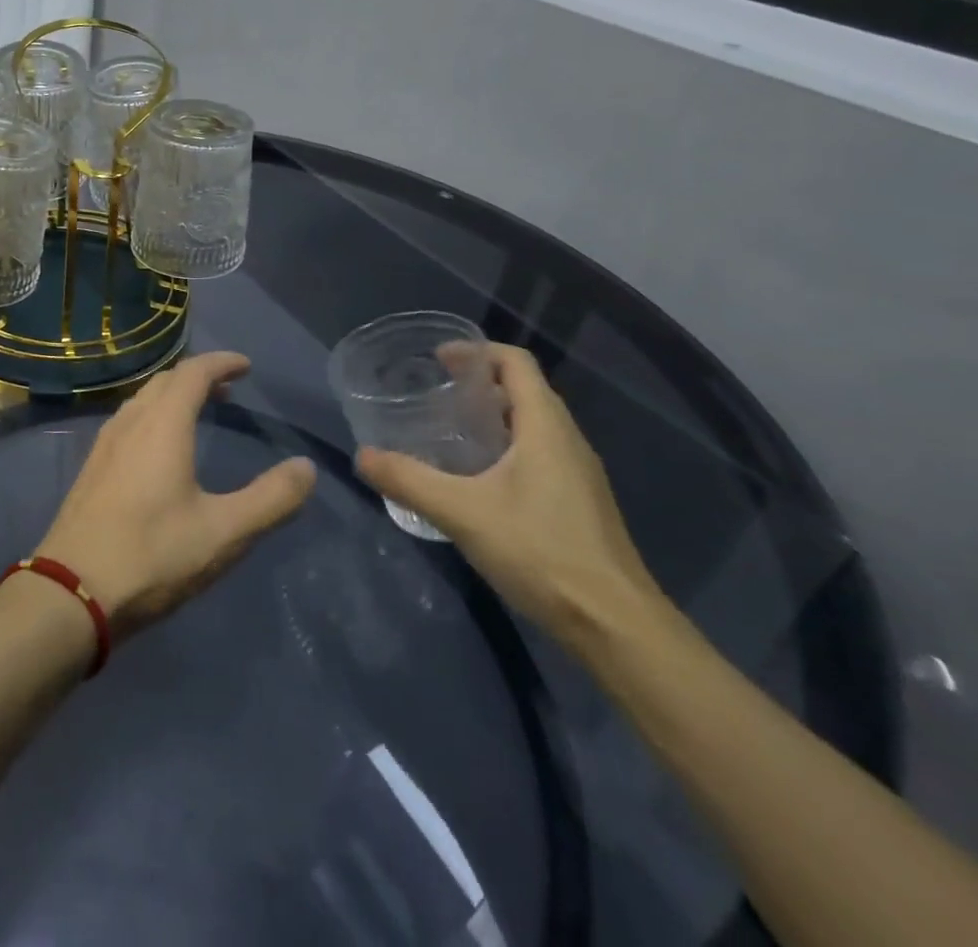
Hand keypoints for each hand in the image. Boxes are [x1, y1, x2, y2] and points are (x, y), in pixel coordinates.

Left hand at [37, 351, 316, 633]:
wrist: (70, 592)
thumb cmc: (153, 555)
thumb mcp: (224, 532)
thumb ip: (271, 499)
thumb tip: (306, 468)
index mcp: (162, 425)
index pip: (193, 373)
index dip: (222, 362)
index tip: (246, 366)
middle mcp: (130, 423)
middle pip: (165, 381)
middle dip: (198, 376)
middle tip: (228, 389)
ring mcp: (105, 445)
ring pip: (142, 400)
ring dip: (172, 396)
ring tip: (197, 412)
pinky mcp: (91, 469)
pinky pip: (127, 422)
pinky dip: (153, 416)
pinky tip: (158, 449)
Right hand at [356, 343, 665, 652]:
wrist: (615, 626)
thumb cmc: (541, 552)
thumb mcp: (462, 513)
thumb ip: (409, 481)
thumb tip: (362, 456)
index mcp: (546, 426)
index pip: (515, 363)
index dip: (477, 351)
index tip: (438, 359)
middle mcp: (568, 440)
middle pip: (524, 390)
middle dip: (479, 383)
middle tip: (434, 394)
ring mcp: (579, 473)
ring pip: (533, 425)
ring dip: (493, 416)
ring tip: (448, 431)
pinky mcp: (579, 503)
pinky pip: (539, 454)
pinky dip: (506, 447)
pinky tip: (477, 479)